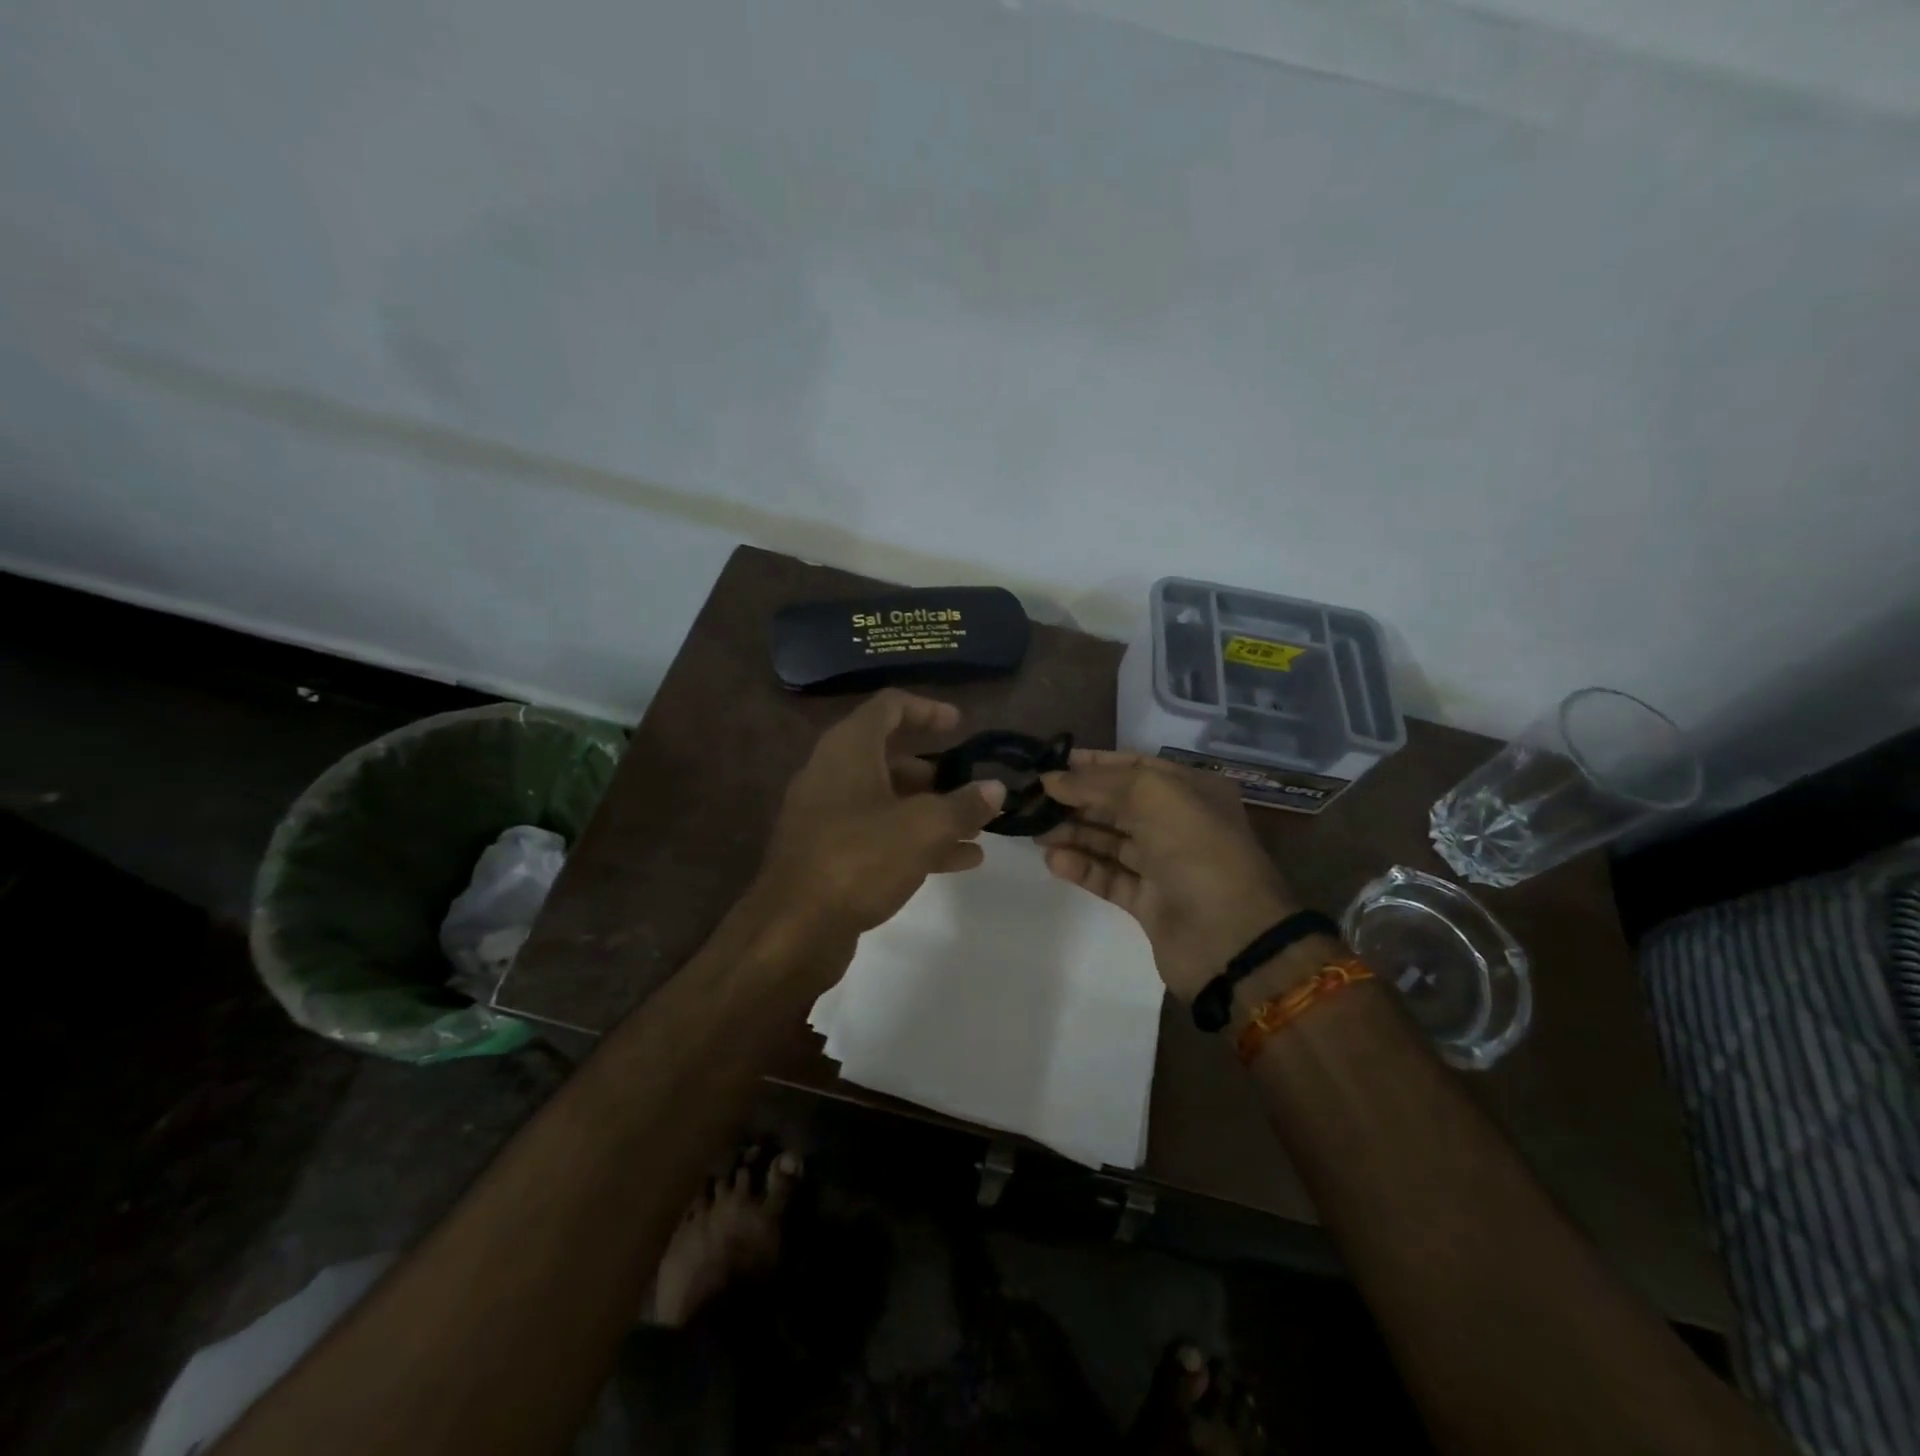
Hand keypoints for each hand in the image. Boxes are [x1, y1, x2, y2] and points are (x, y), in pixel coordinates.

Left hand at [755, 690, 1005, 943]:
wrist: (793, 931)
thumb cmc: (859, 860)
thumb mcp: (923, 829)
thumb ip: (964, 805)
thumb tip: (995, 788)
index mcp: (849, 749)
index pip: (889, 706)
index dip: (927, 709)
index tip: (960, 726)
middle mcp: (833, 773)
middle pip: (890, 757)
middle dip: (936, 773)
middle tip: (971, 788)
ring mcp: (827, 816)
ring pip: (888, 800)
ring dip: (932, 811)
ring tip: (976, 829)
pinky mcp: (829, 853)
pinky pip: (879, 834)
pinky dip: (915, 839)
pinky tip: (958, 861)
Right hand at [1040, 749, 1298, 1001]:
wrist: (1230, 938)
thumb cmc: (1196, 850)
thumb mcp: (1152, 796)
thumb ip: (1098, 783)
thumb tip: (1050, 778)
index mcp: (1191, 791)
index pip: (1135, 768)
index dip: (1094, 764)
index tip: (1051, 765)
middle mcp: (1179, 823)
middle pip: (1118, 804)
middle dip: (1077, 800)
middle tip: (1033, 800)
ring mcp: (1165, 865)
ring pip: (1110, 841)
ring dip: (1073, 832)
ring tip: (1035, 830)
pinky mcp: (1149, 902)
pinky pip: (1109, 877)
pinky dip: (1083, 867)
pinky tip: (1054, 860)